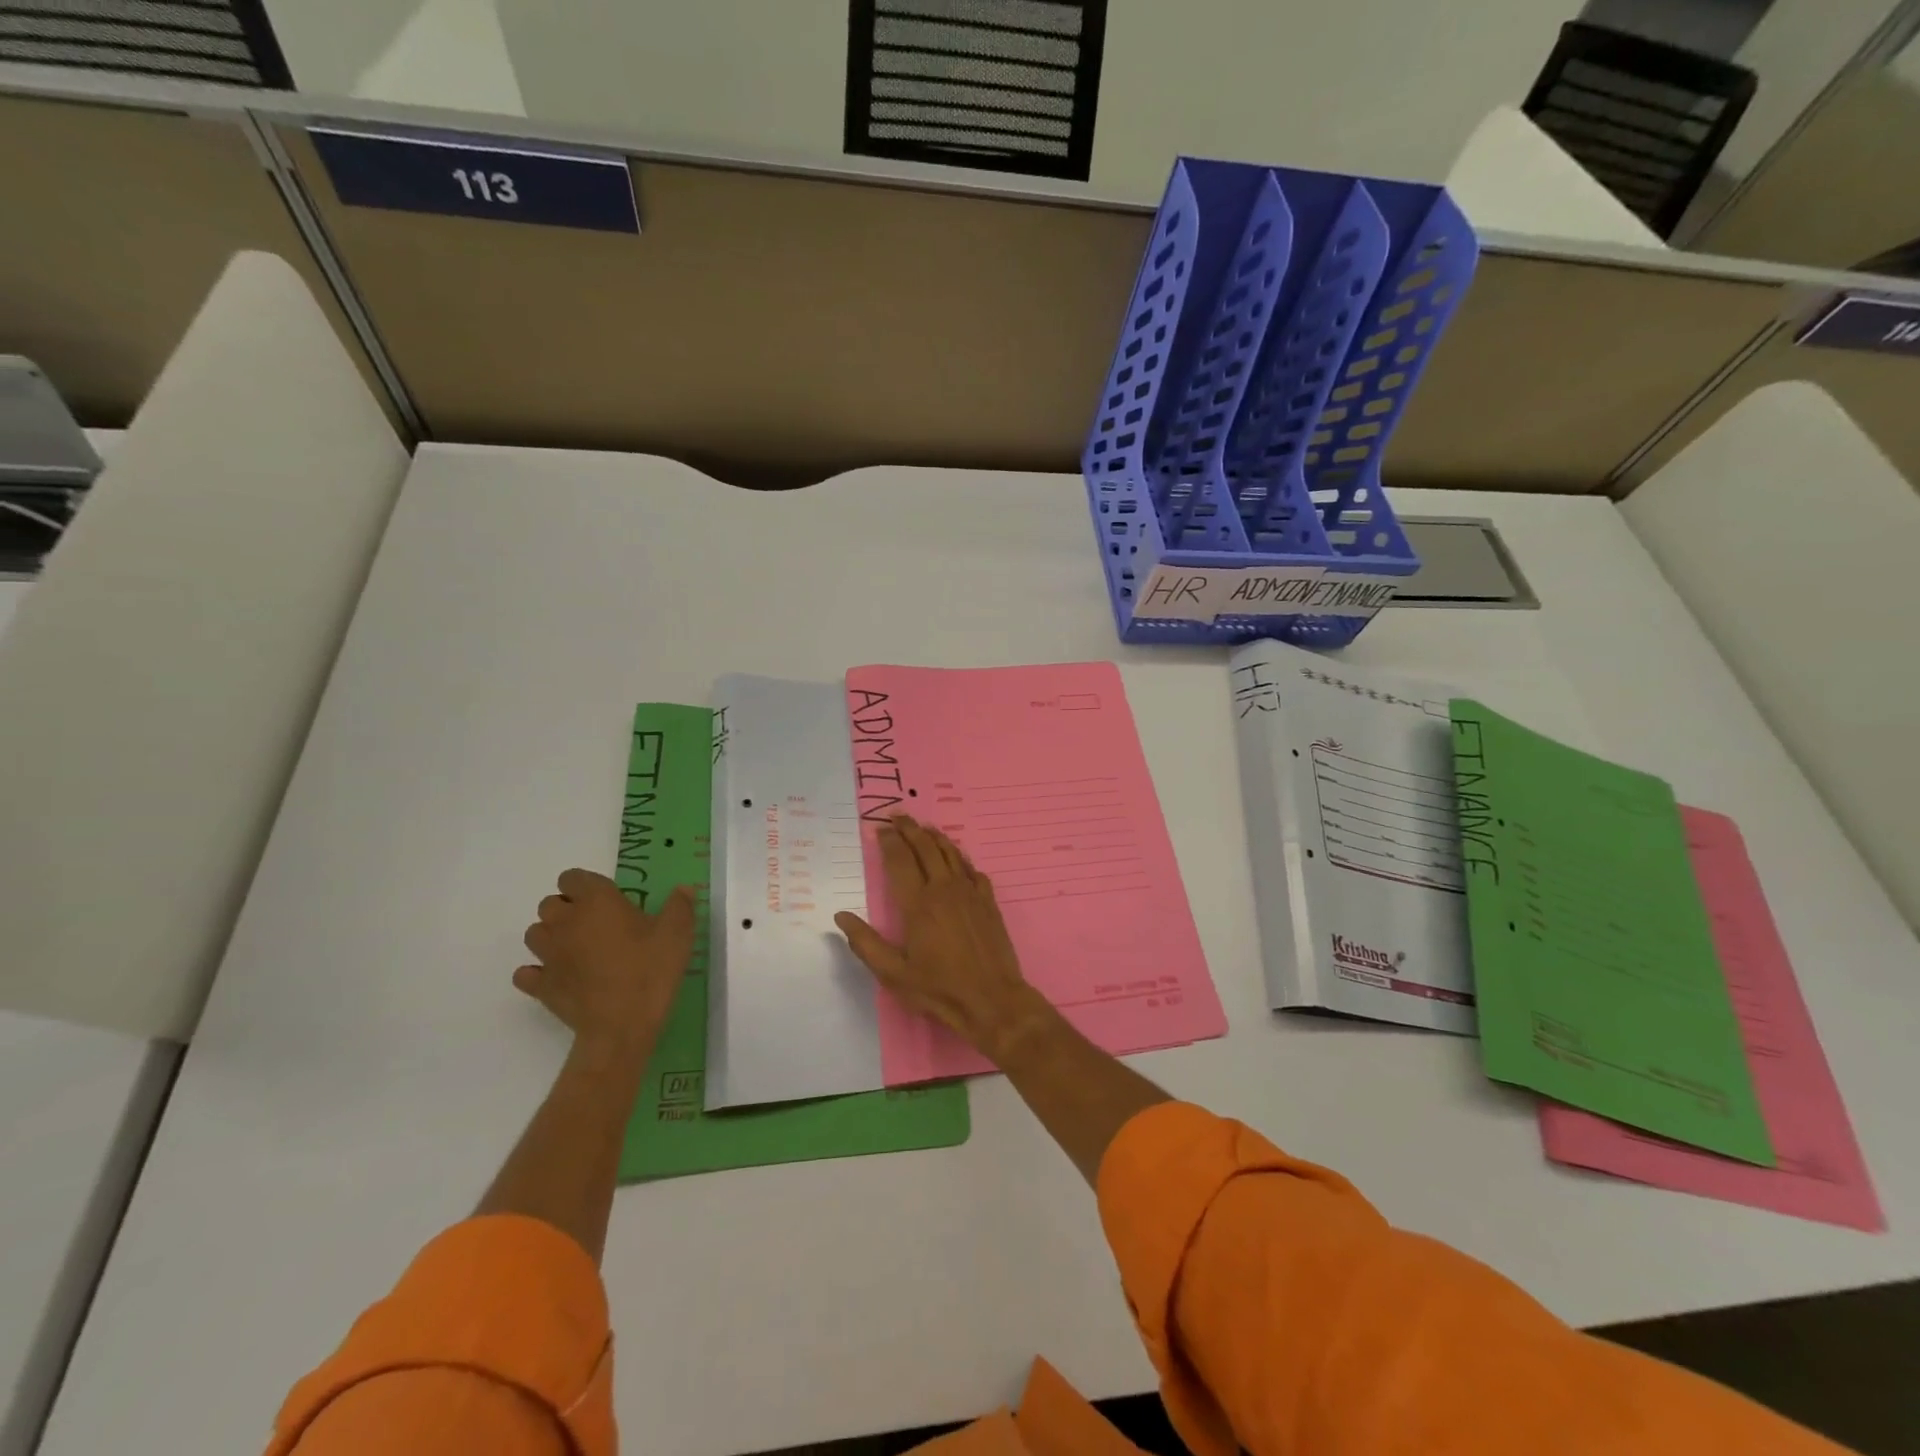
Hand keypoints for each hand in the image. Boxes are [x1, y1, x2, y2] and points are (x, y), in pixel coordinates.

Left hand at [516, 869, 695, 1060]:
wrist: (621, 1025)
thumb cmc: (650, 970)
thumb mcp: (678, 933)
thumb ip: (680, 905)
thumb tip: (683, 889)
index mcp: (596, 901)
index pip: (573, 877)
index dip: (586, 886)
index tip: (607, 899)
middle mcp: (565, 921)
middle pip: (549, 903)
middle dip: (567, 909)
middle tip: (595, 925)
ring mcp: (548, 955)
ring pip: (534, 933)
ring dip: (551, 936)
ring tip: (577, 949)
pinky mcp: (540, 985)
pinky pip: (526, 972)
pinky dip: (538, 971)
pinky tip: (560, 977)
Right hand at [834, 815, 1050, 1064]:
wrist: (992, 999)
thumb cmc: (939, 988)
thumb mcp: (893, 974)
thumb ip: (866, 943)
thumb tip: (841, 916)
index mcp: (917, 904)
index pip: (899, 861)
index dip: (889, 841)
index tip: (880, 828)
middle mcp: (943, 889)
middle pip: (925, 848)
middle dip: (910, 829)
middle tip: (898, 816)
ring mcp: (969, 893)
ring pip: (951, 853)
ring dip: (935, 837)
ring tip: (924, 827)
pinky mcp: (988, 901)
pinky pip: (973, 869)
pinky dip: (961, 858)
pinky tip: (957, 859)